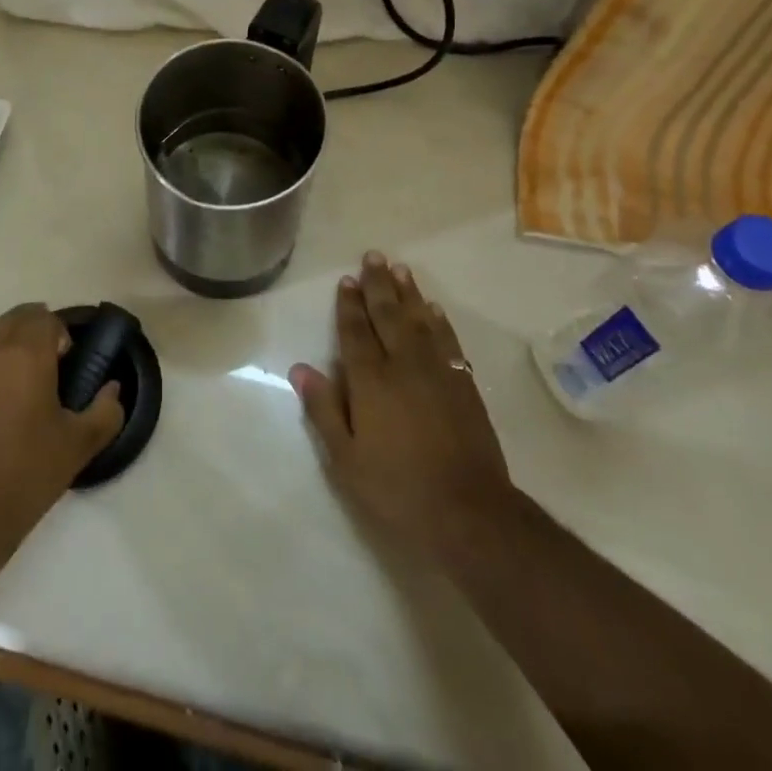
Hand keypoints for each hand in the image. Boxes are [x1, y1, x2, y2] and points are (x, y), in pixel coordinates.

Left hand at [0, 303, 123, 546]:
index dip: (58, 334)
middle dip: (31, 332)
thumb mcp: (79, 445)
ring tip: (5, 367)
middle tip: (41, 367)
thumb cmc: (26, 473)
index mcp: (27, 352)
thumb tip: (113, 389)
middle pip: (13, 317)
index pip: (44, 317)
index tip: (64, 362)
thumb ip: (106, 411)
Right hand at [291, 253, 518, 571]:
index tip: (347, 280)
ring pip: (419, 321)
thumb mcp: (347, 460)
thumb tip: (300, 369)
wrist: (470, 514)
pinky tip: (433, 310)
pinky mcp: (464, 386)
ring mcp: (437, 373)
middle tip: (374, 256)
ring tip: (400, 269)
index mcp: (371, 381)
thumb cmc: (398, 490)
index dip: (350, 305)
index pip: (356, 332)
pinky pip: (448, 341)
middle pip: (388, 315)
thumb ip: (324, 410)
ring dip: (408, 294)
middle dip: (378, 285)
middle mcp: (403, 366)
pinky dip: (439, 322)